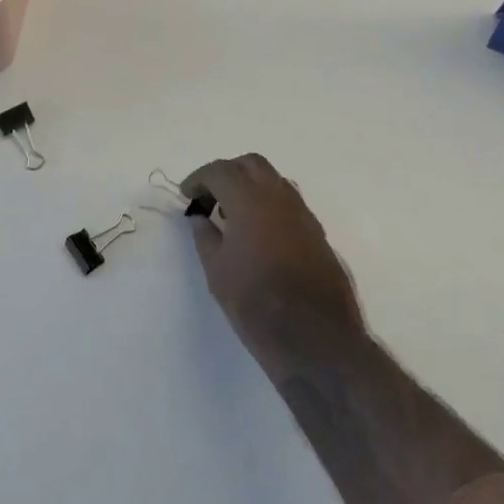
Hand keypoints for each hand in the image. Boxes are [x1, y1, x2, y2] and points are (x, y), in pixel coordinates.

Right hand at [183, 154, 364, 378]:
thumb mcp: (217, 272)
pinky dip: (268, 203)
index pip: (219, 170)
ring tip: (234, 214)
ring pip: (273, 179)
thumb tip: (199, 216)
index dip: (199, 178)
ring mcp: (302, 212)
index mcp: (249, 200)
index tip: (187, 195)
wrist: (317, 339)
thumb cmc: (257, 305)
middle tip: (210, 197)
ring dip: (250, 185)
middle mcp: (278, 196)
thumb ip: (205, 236)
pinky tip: (259, 232)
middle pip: (250, 164)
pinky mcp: (316, 231)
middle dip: (227, 173)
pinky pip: (288, 201)